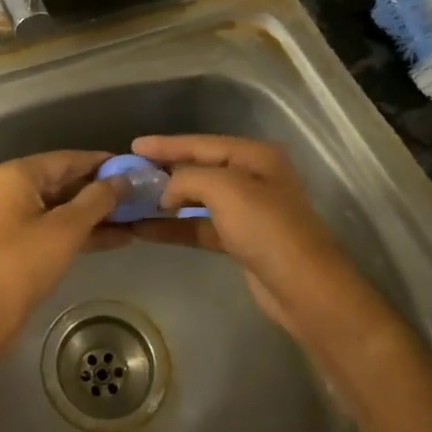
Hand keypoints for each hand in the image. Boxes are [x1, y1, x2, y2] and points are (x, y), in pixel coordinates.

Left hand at [0, 150, 124, 356]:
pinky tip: (116, 239)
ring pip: (61, 207)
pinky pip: (53, 226)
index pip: (68, 159)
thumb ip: (98, 199)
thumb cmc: (24, 262)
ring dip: (95, 214)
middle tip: (138, 196)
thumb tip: (124, 180)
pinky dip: (80, 231)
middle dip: (101, 191)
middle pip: (64, 181)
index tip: (134, 168)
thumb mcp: (67, 228)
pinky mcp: (16, 241)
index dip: (102, 163)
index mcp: (17, 175)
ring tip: (134, 218)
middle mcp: (10, 188)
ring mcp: (11, 216)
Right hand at [127, 135, 386, 341]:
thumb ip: (188, 178)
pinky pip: (199, 226)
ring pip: (197, 199)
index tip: (133, 145)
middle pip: (199, 168)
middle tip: (128, 172)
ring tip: (130, 201)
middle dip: (164, 171)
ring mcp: (247, 211)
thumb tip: (166, 190)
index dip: (167, 144)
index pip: (202, 143)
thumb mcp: (225, 189)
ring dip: (165, 202)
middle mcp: (252, 178)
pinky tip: (146, 230)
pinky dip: (175, 227)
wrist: (303, 288)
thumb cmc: (266, 229)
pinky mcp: (240, 240)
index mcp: (255, 156)